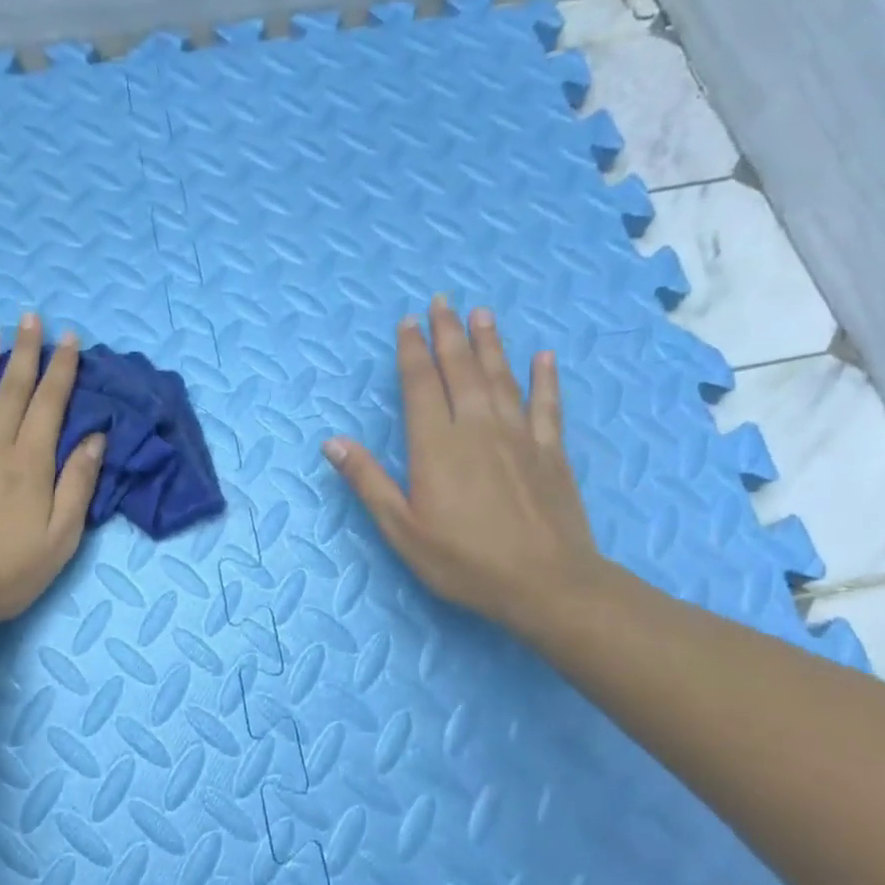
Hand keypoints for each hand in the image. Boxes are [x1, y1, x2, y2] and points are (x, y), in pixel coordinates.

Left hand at [0, 315, 104, 635]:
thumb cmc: (10, 570)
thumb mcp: (62, 535)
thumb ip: (79, 482)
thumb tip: (95, 437)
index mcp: (30, 461)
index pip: (51, 402)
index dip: (63, 368)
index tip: (69, 338)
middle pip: (13, 389)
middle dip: (26, 351)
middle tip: (30, 317)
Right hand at [324, 297, 601, 634]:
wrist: (546, 584)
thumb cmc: (464, 561)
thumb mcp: (402, 530)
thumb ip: (369, 482)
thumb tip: (333, 442)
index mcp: (437, 445)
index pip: (421, 385)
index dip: (412, 351)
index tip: (408, 322)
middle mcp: (478, 428)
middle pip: (461, 370)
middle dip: (448, 334)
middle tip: (442, 301)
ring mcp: (520, 436)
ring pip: (501, 377)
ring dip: (489, 343)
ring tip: (481, 313)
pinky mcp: (551, 452)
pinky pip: (547, 405)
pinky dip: (545, 379)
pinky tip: (544, 357)